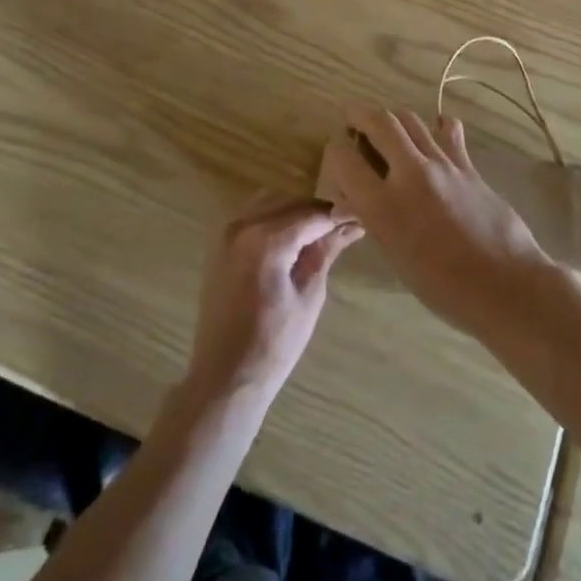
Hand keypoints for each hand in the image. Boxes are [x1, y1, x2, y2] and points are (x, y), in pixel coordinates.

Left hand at [184, 197, 361, 408]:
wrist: (224, 378)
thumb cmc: (273, 345)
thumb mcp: (309, 297)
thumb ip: (325, 253)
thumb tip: (351, 225)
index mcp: (266, 240)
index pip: (312, 216)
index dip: (339, 216)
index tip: (360, 219)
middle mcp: (243, 225)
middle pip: (291, 203)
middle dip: (318, 213)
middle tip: (345, 227)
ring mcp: (226, 232)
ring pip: (271, 203)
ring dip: (296, 212)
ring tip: (320, 234)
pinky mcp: (219, 244)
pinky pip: (252, 214)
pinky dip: (274, 217)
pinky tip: (291, 238)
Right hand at [328, 106, 557, 338]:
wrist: (506, 285)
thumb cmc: (444, 287)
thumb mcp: (396, 258)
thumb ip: (373, 220)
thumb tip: (354, 200)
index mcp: (383, 206)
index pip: (343, 158)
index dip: (334, 151)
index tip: (336, 155)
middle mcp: (409, 174)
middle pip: (379, 122)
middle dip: (359, 115)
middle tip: (351, 118)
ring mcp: (442, 164)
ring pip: (410, 120)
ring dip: (392, 118)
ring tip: (385, 125)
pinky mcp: (467, 164)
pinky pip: (447, 131)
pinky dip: (436, 125)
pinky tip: (434, 130)